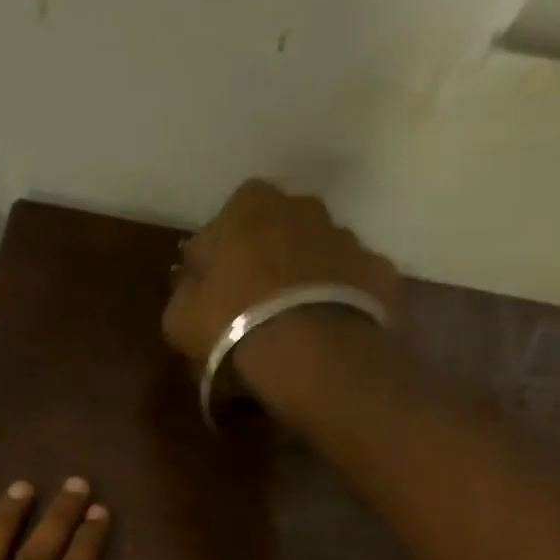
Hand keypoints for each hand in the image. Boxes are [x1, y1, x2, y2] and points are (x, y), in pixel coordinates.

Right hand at [164, 179, 401, 372]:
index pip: (223, 224)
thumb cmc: (232, 325)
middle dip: (265, 261)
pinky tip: (325, 334)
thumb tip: (193, 282)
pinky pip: (350, 285)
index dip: (216, 259)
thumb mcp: (179, 317)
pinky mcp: (379, 273)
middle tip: (252, 307)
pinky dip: (338, 302)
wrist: (311, 354)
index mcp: (248, 205)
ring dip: (305, 280)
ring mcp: (347, 237)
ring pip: (316, 255)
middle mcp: (302, 206)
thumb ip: (185, 291)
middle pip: (276, 232)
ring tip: (292, 326)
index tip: (212, 291)